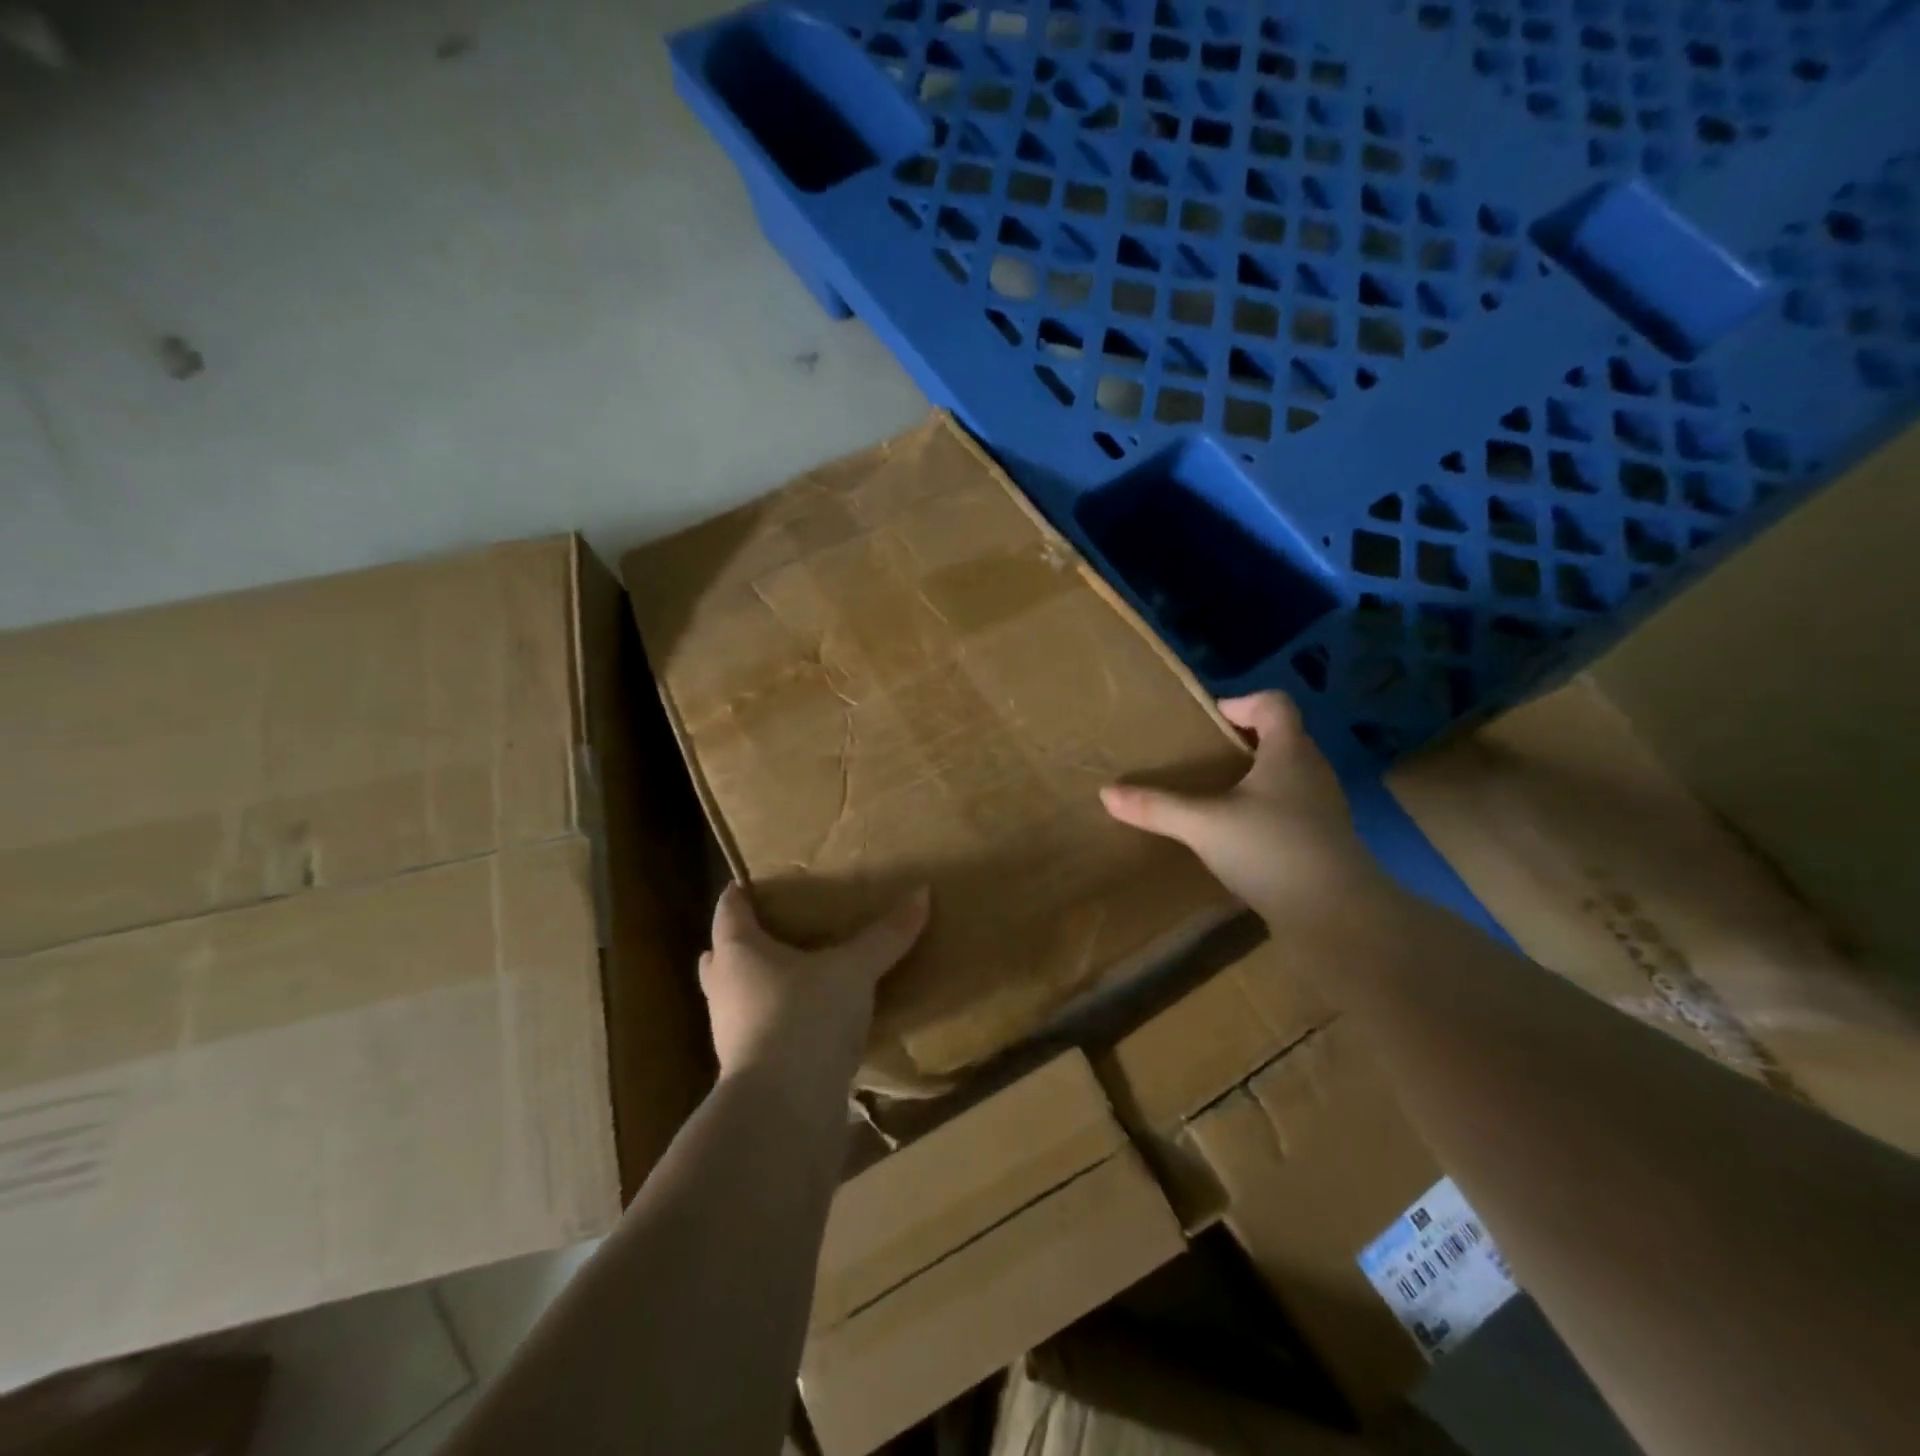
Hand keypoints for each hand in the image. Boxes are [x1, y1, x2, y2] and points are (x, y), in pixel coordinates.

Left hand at [699, 882, 930, 1085]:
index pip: (729, 910)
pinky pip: (758, 1031)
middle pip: (723, 955)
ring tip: (795, 975)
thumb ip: (886, 935)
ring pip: (737, 996)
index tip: (754, 882)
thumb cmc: (805, 1016)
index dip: (741, 893)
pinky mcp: (748, 1068)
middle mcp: (724, 988)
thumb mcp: (853, 970)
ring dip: (758, 984)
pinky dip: (776, 1020)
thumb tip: (922, 892)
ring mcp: (730, 1033)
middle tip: (777, 929)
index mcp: (738, 952)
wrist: (783, 1108)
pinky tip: (807, 1022)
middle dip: (743, 942)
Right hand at [1100, 692, 1387, 921]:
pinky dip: (1266, 809)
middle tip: (1204, 759)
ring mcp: (1324, 807)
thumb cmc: (1271, 849)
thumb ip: (1157, 808)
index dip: (1241, 703)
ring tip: (1217, 796)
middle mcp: (1313, 771)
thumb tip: (1106, 793)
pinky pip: (1292, 808)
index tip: (1209, 722)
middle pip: (1282, 737)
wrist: (1337, 916)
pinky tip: (1240, 836)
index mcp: (1289, 751)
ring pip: (1288, 775)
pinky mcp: (1324, 840)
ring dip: (1255, 777)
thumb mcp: (1204, 825)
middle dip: (1243, 742)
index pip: (1274, 703)